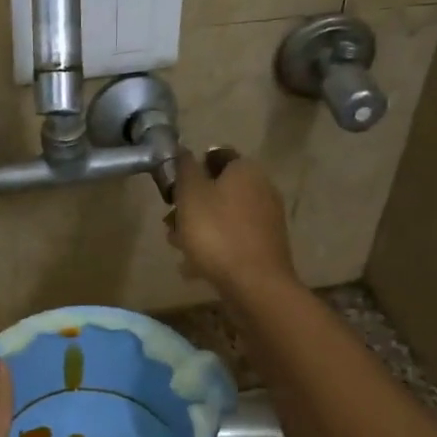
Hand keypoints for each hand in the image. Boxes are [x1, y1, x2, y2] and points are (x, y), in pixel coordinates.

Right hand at [167, 148, 300, 296]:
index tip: (173, 189)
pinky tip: (194, 267)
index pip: (216, 155)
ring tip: (178, 249)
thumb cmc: (217, 233)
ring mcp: (266, 220)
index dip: (191, 168)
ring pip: (224, 217)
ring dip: (199, 229)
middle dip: (191, 205)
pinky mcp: (265, 247)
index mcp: (245, 170)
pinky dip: (214, 248)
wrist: (255, 284)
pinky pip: (233, 240)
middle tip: (170, 223)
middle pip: (218, 189)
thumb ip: (185, 169)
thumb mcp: (190, 195)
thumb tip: (184, 152)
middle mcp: (261, 189)